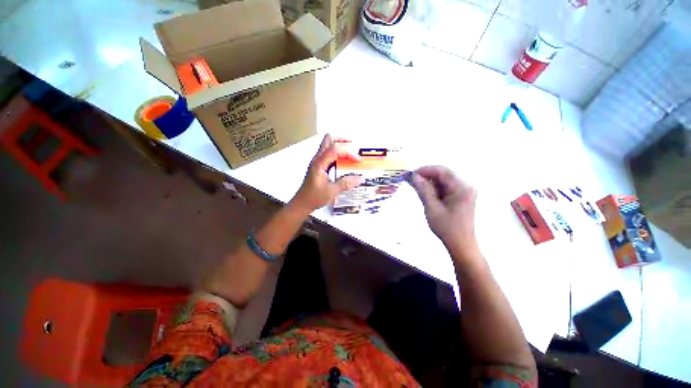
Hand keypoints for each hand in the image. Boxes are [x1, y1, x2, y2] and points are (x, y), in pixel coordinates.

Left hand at [290, 134, 363, 213]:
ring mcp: (318, 161)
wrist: (302, 203)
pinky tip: (345, 162)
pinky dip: (338, 153)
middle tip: (354, 147)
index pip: (335, 149)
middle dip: (343, 140)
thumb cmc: (314, 197)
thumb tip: (360, 178)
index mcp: (319, 164)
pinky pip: (329, 153)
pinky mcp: (319, 165)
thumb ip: (346, 183)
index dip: (348, 151)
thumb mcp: (332, 191)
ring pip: (328, 144)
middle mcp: (317, 159)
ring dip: (341, 145)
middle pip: (329, 139)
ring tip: (352, 153)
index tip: (358, 160)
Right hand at [410, 166, 478, 254]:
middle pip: (444, 174)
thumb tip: (414, 176)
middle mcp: (466, 186)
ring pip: (444, 180)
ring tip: (416, 186)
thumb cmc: (446, 227)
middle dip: (427, 175)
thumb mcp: (432, 208)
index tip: (411, 174)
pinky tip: (426, 192)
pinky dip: (435, 187)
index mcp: (462, 188)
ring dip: (430, 181)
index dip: (426, 170)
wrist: (461, 244)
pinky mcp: (461, 196)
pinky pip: (446, 186)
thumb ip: (423, 190)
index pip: (442, 171)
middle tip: (412, 180)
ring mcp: (464, 191)